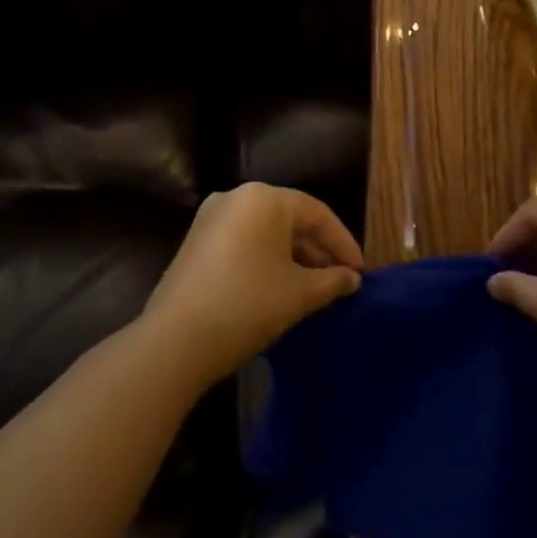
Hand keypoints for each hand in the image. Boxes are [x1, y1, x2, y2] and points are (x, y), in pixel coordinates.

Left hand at [142, 183, 362, 386]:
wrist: (176, 340)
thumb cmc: (248, 305)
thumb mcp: (299, 293)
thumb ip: (332, 281)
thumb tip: (352, 278)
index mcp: (264, 199)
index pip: (317, 213)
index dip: (343, 243)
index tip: (360, 272)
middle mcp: (236, 198)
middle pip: (290, 219)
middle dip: (319, 250)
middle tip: (341, 280)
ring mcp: (211, 219)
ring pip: (266, 232)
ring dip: (294, 257)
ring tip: (316, 287)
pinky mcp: (196, 242)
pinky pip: (244, 242)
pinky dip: (267, 260)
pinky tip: (282, 287)